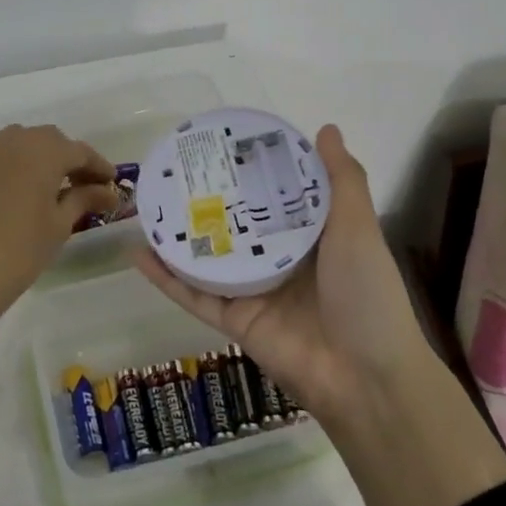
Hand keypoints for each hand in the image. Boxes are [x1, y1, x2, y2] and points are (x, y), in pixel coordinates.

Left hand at [0, 124, 118, 368]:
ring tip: (57, 188)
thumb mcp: (59, 224)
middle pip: (52, 141)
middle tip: (87, 188)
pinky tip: (28, 189)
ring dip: (45, 158)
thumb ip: (84, 199)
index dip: (99, 167)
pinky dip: (21, 163)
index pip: (80, 151)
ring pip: (26, 143)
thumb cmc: (20, 249)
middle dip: (72, 160)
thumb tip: (109, 192)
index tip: (113, 185)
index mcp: (44, 150)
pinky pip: (5, 154)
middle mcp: (16, 140)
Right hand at [135, 124, 505, 505]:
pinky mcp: (234, 321)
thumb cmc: (366, 294)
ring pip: (207, 259)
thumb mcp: (358, 228)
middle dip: (207, 201)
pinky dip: (166, 277)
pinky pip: (194, 295)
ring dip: (177, 237)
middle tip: (173, 171)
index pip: (275, 197)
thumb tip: (326, 128)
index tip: (224, 145)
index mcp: (310, 237)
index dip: (251, 172)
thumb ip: (341, 181)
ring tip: (147, 207)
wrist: (366, 378)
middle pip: (235, 226)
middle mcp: (278, 260)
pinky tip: (138, 253)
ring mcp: (253, 292)